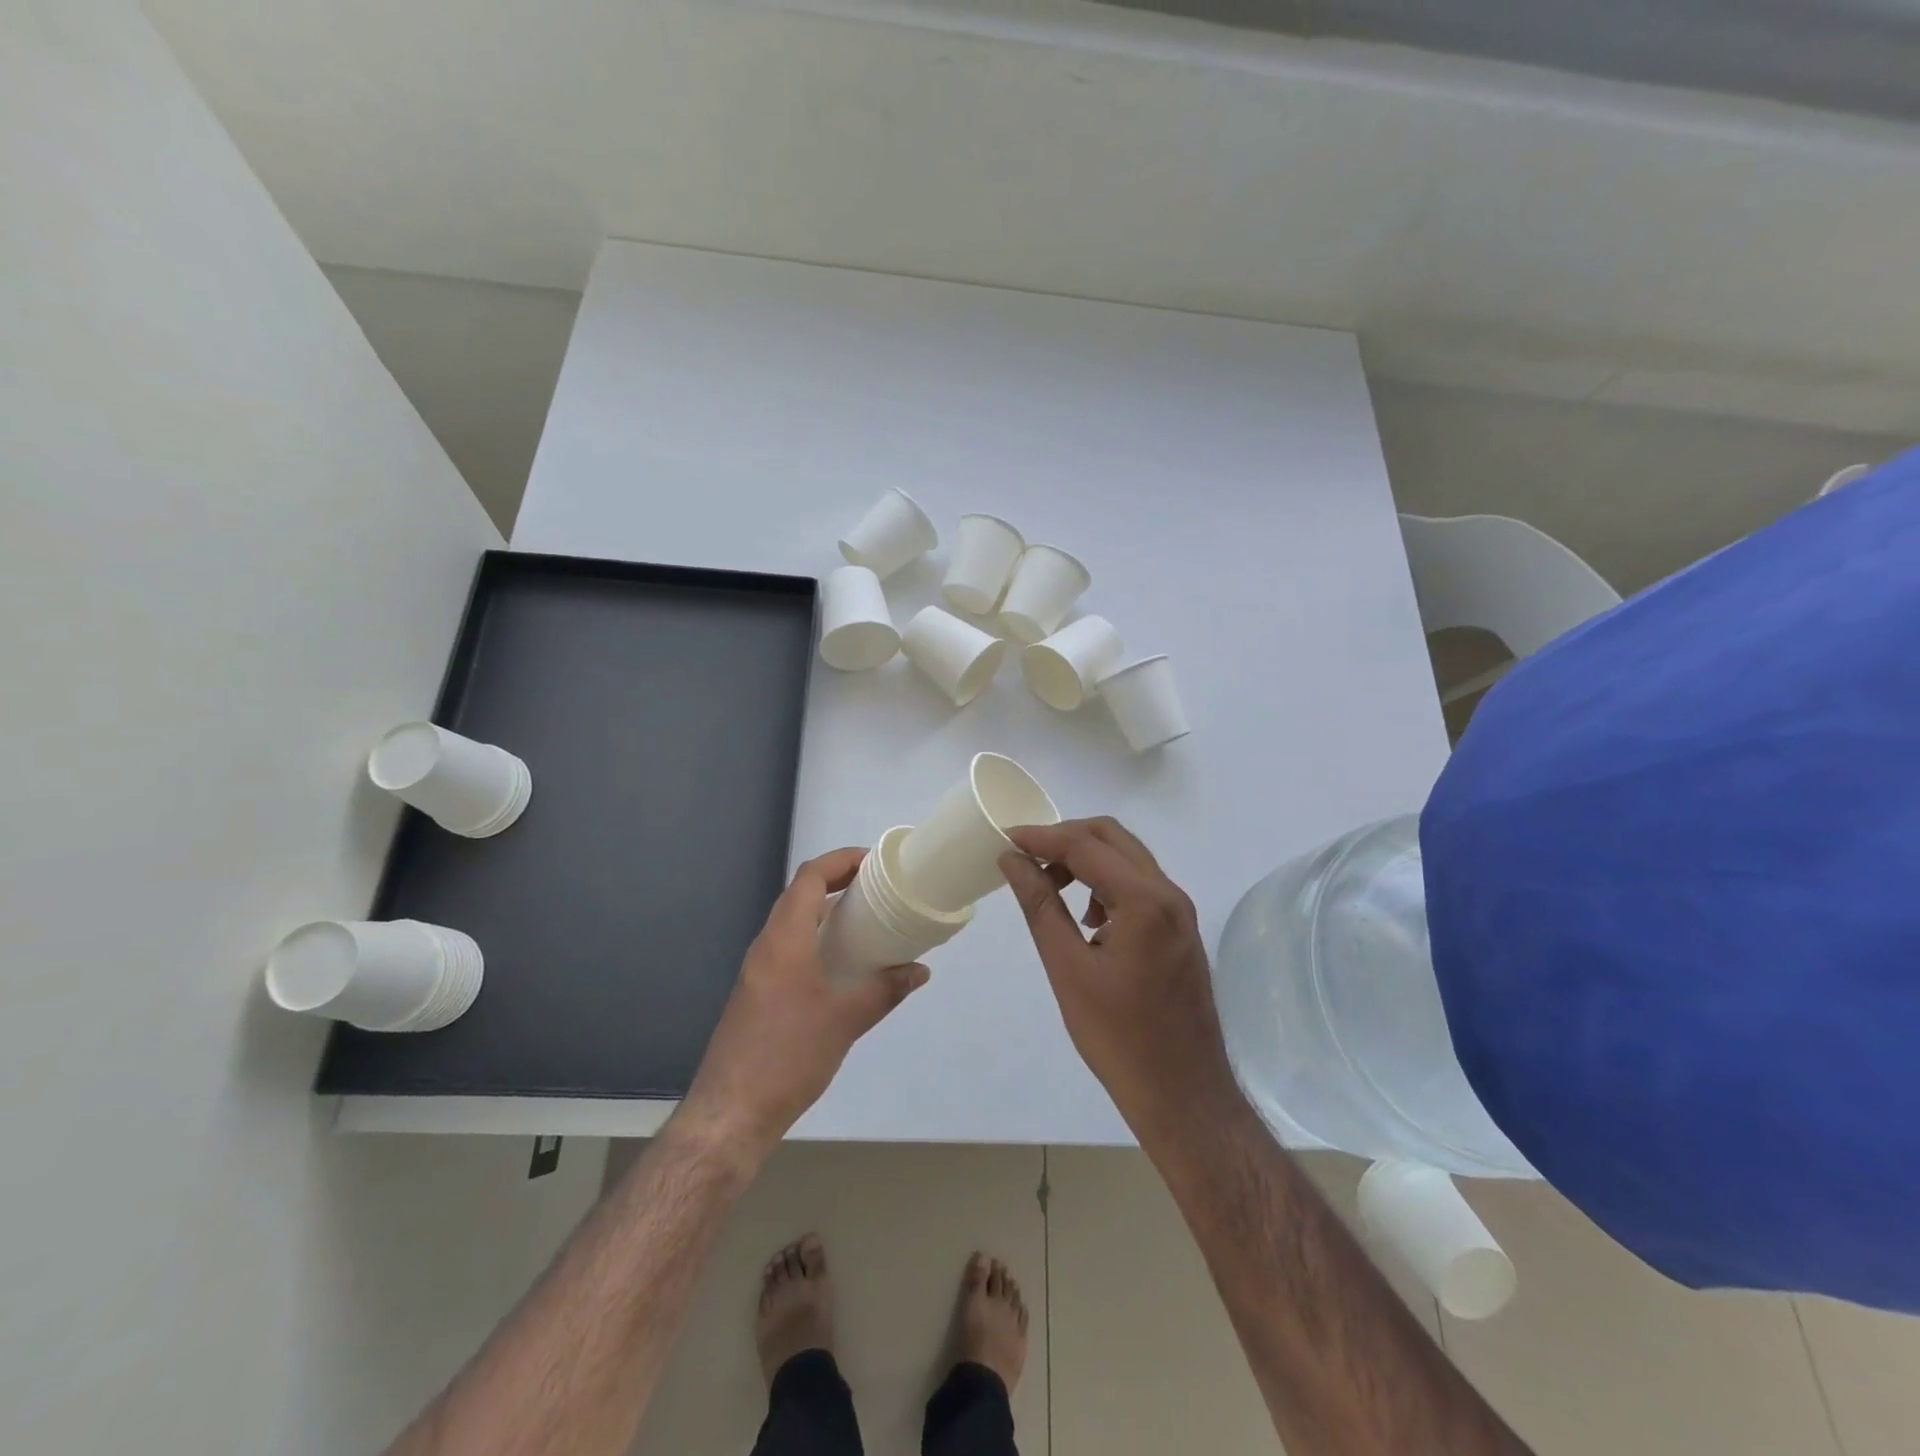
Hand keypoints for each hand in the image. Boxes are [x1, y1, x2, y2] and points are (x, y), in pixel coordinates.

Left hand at [677, 848, 928, 1164]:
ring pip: (792, 923)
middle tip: (877, 889)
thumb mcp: (845, 1022)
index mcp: (784, 940)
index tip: (874, 862)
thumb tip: (919, 971)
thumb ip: (884, 990)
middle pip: (799, 895)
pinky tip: (841, 965)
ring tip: (866, 921)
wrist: (730, 1113)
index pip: (809, 877)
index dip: (840, 860)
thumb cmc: (788, 1056)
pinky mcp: (756, 993)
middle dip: (837, 883)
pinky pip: (788, 948)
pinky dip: (815, 940)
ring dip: (825, 913)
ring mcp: (757, 971)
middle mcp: (766, 946)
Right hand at [1000, 818, 1237, 1137]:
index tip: (1004, 840)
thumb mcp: (1067, 968)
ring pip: (1128, 858)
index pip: (1086, 845)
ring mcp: (1180, 911)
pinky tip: (1085, 918)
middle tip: (1026, 858)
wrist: (1182, 1094)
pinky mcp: (1180, 929)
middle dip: (1065, 838)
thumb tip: (1013, 860)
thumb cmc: (1117, 1037)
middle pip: (1112, 837)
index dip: (1041, 837)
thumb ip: (1040, 905)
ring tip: (1050, 888)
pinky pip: (1139, 885)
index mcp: (1145, 901)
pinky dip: (1106, 883)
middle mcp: (1170, 894)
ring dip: (1087, 859)